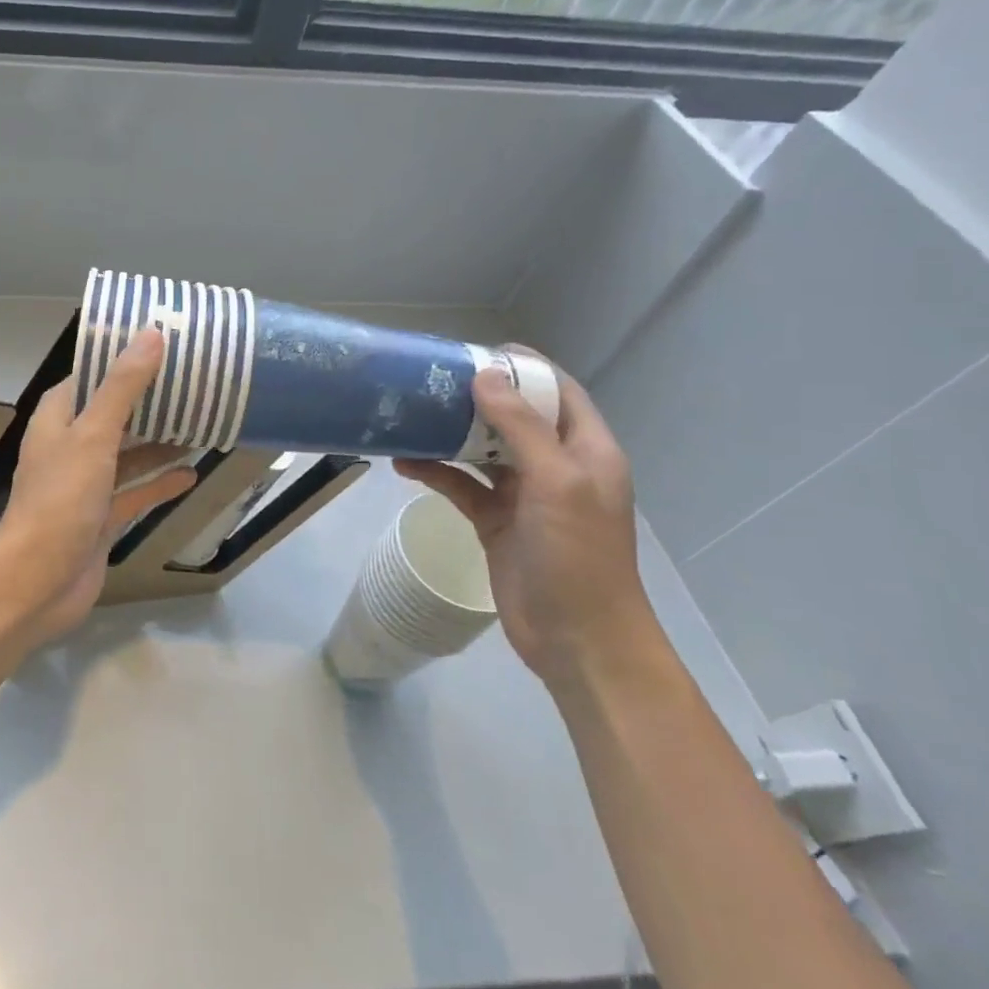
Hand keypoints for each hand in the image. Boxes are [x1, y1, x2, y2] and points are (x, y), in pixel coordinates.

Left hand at [0, 330, 197, 645]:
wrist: (38, 581)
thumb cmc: (61, 500)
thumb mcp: (93, 435)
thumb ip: (122, 388)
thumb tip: (151, 335)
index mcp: (58, 419)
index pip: (90, 377)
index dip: (121, 361)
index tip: (161, 346)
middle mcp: (69, 447)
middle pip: (113, 415)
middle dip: (148, 402)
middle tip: (193, 384)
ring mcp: (85, 485)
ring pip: (127, 455)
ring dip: (158, 443)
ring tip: (201, 424)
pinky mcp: (100, 517)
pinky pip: (134, 492)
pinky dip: (159, 483)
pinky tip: (191, 474)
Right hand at [393, 360, 654, 688]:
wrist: (577, 638)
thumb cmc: (578, 555)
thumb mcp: (556, 482)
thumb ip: (521, 428)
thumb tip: (486, 377)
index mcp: (585, 451)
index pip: (558, 392)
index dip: (525, 367)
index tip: (477, 351)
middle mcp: (555, 466)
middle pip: (514, 417)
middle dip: (476, 397)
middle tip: (430, 380)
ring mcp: (524, 495)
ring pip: (481, 450)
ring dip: (449, 434)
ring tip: (408, 415)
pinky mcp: (495, 520)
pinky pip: (461, 485)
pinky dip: (435, 472)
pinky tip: (403, 464)